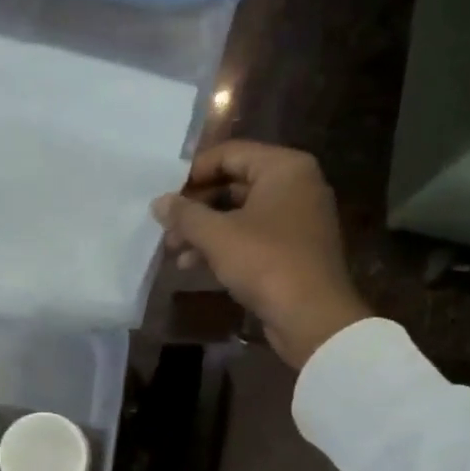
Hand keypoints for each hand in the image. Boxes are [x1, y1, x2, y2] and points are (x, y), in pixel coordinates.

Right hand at [152, 141, 369, 368]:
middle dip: (196, 207)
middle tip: (166, 227)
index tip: (165, 194)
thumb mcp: (217, 236)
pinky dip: (223, 247)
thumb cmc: (265, 263)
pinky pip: (250, 238)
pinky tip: (193, 265)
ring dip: (204, 231)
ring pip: (239, 215)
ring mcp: (295, 219)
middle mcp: (295, 186)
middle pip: (233, 184)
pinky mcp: (291, 250)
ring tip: (172, 250)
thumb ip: (185, 214)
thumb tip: (158, 202)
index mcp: (284, 168)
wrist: (311, 317)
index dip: (193, 172)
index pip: (230, 153)